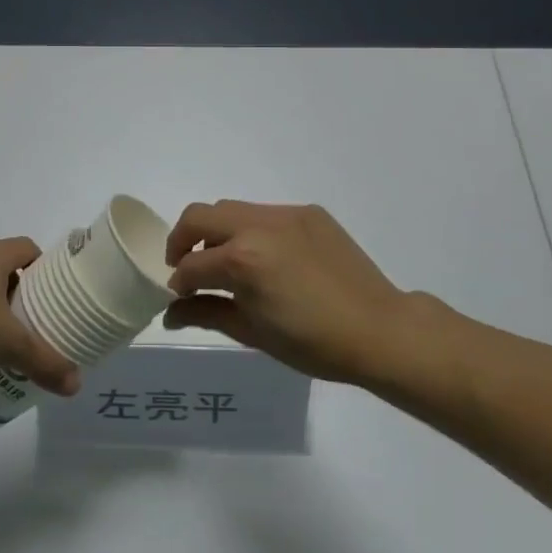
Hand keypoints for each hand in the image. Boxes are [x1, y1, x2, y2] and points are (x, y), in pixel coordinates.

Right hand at [164, 201, 422, 383]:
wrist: (380, 330)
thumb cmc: (313, 343)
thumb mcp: (252, 333)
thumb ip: (206, 314)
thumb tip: (171, 313)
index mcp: (243, 259)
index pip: (192, 265)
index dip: (179, 283)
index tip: (179, 296)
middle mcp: (259, 225)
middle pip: (199, 216)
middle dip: (182, 240)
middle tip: (186, 268)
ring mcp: (286, 214)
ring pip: (231, 209)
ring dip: (217, 232)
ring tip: (226, 262)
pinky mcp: (309, 213)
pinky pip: (265, 213)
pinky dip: (251, 230)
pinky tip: (267, 258)